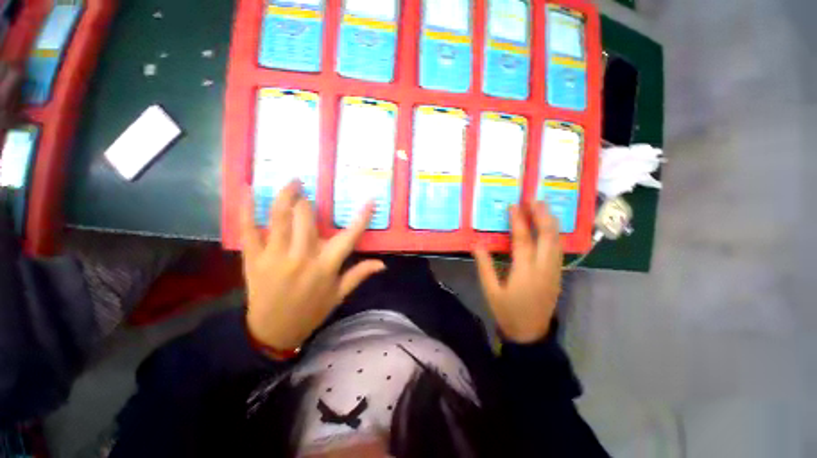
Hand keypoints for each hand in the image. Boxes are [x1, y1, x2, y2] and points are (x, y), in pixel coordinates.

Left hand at [240, 181, 384, 351]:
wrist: (272, 332)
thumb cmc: (311, 311)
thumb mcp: (339, 295)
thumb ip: (359, 275)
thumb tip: (382, 263)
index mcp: (325, 266)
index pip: (348, 237)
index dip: (361, 217)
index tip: (370, 200)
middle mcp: (302, 257)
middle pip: (306, 219)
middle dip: (309, 201)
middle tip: (310, 190)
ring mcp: (275, 256)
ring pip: (280, 218)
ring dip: (286, 195)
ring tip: (292, 181)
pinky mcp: (253, 258)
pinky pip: (248, 229)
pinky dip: (246, 208)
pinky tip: (248, 189)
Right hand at [473, 202, 563, 343]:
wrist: (530, 334)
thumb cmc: (507, 311)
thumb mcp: (490, 290)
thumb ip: (484, 266)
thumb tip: (477, 244)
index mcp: (525, 272)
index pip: (523, 240)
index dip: (518, 221)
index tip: (514, 206)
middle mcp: (543, 268)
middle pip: (548, 236)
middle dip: (542, 216)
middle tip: (534, 200)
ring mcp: (554, 271)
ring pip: (557, 241)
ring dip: (550, 223)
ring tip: (542, 208)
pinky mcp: (557, 275)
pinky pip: (558, 249)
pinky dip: (553, 234)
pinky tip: (548, 227)